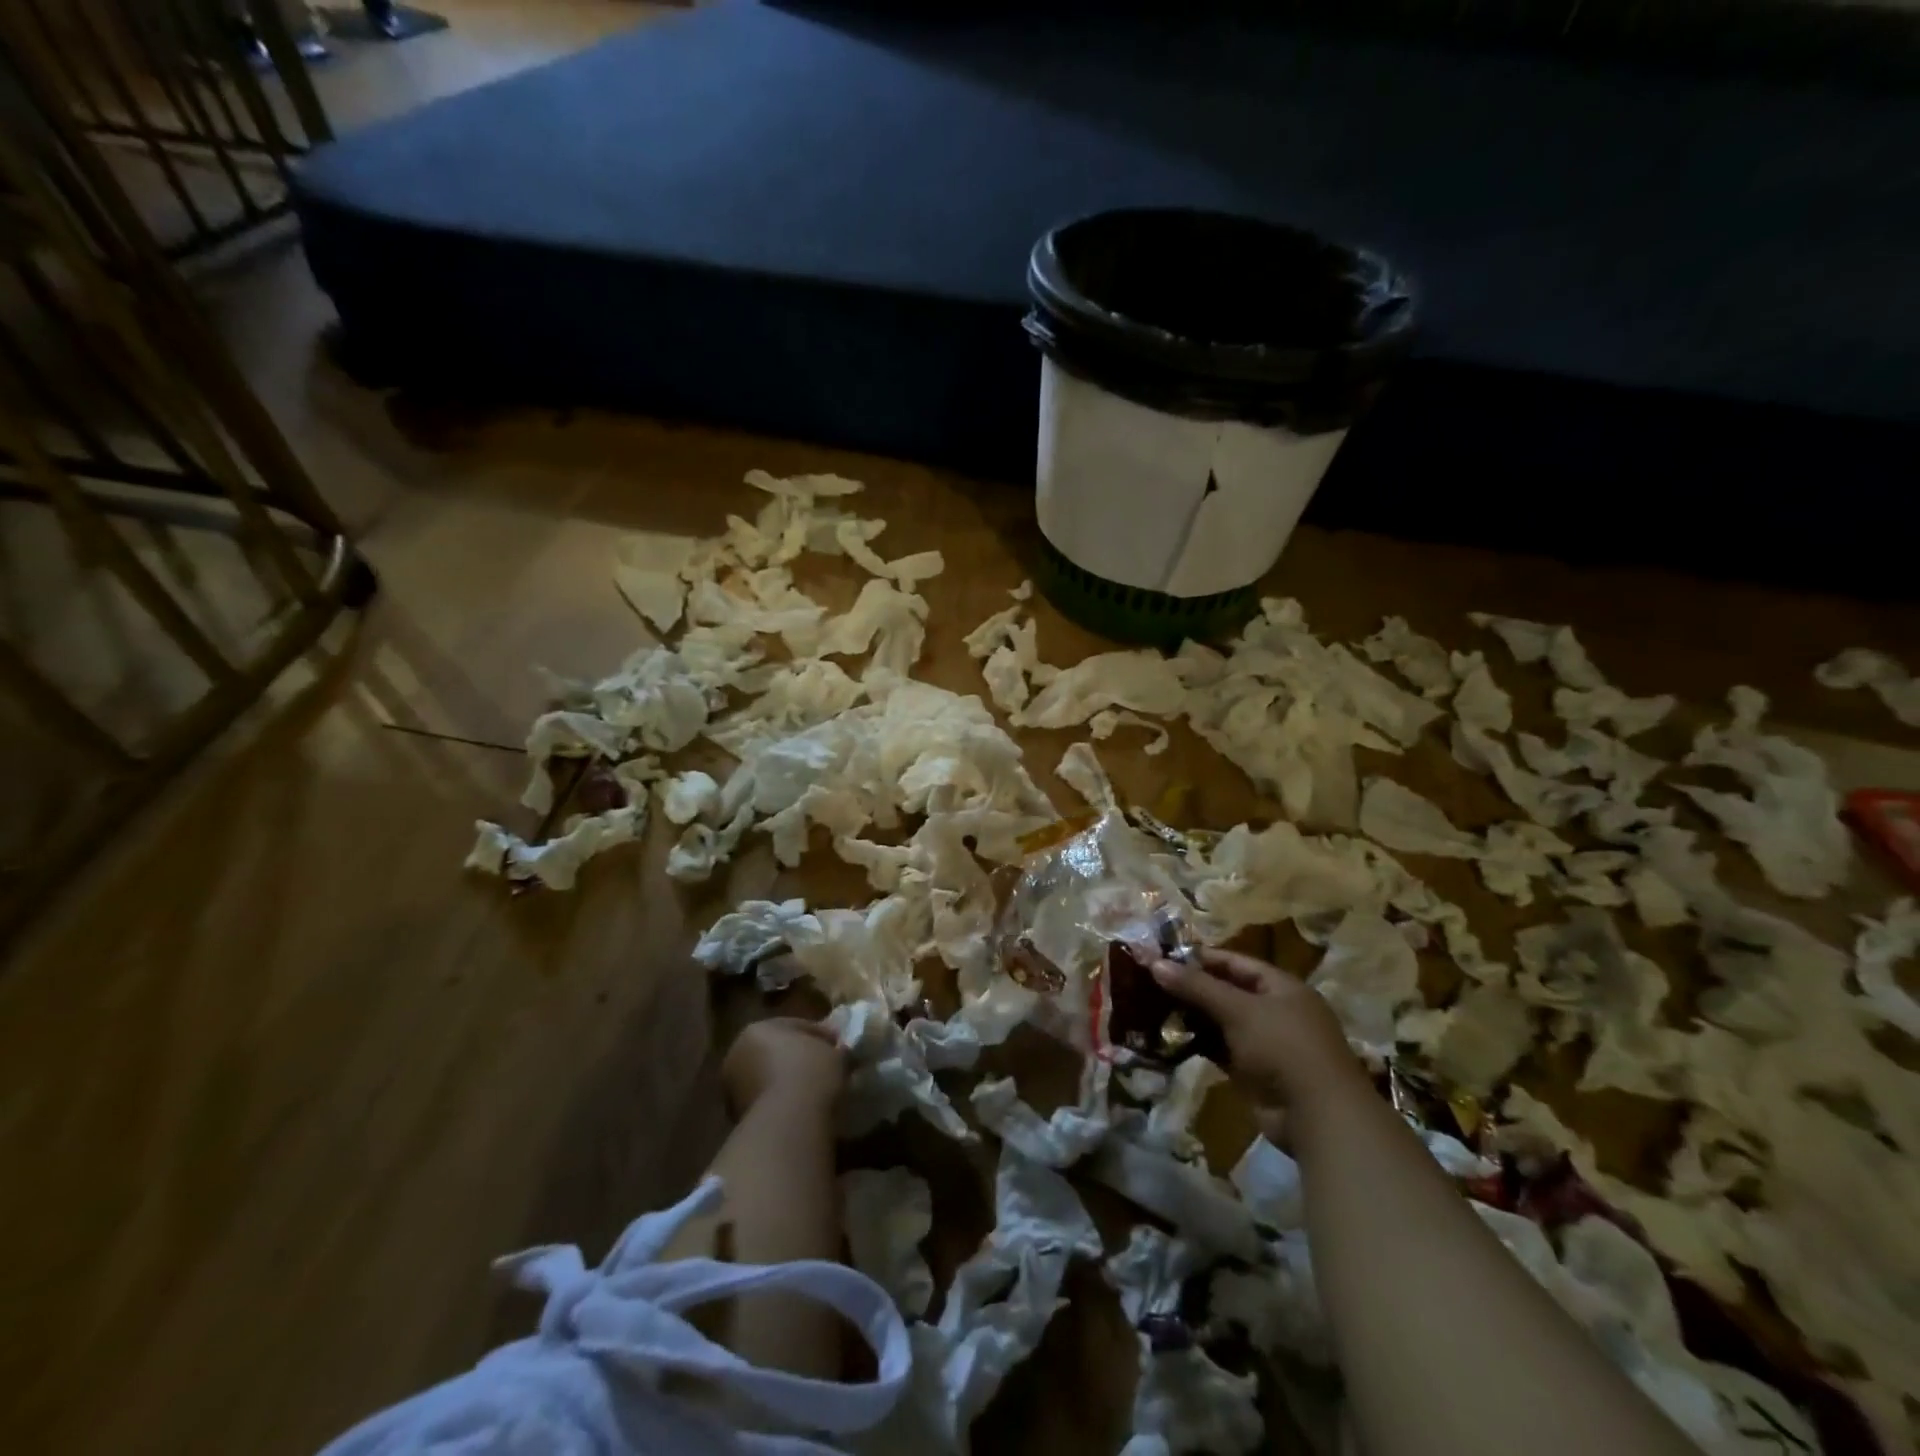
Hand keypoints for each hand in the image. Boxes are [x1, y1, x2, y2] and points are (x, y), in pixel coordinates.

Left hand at [722, 1017, 845, 1116]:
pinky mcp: (737, 1120)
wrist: (789, 1122)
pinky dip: (783, 1104)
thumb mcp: (835, 1053)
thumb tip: (841, 1053)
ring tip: (818, 1092)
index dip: (820, 1036)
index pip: (795, 1026)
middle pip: (776, 1053)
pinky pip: (768, 1103)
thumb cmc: (811, 1072)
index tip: (839, 1047)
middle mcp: (738, 1054)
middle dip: (800, 1060)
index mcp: (757, 1029)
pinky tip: (805, 1110)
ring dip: (790, 1084)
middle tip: (827, 1069)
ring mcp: (733, 1089)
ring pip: (769, 1080)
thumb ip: (835, 1050)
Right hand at [1151, 948, 1366, 1146]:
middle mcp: (1275, 1011)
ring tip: (1153, 1008)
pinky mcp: (1254, 1072)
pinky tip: (1170, 1039)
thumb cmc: (1283, 1047)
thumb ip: (1196, 986)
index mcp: (1281, 987)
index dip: (1201, 958)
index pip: (1236, 962)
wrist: (1317, 1116)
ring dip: (1192, 1017)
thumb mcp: (1238, 1010)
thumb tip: (1155, 963)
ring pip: (1222, 1022)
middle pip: (1227, 991)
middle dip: (1192, 988)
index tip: (1164, 956)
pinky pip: (1221, 1050)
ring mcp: (1266, 1044)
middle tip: (1152, 983)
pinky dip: (1199, 1044)